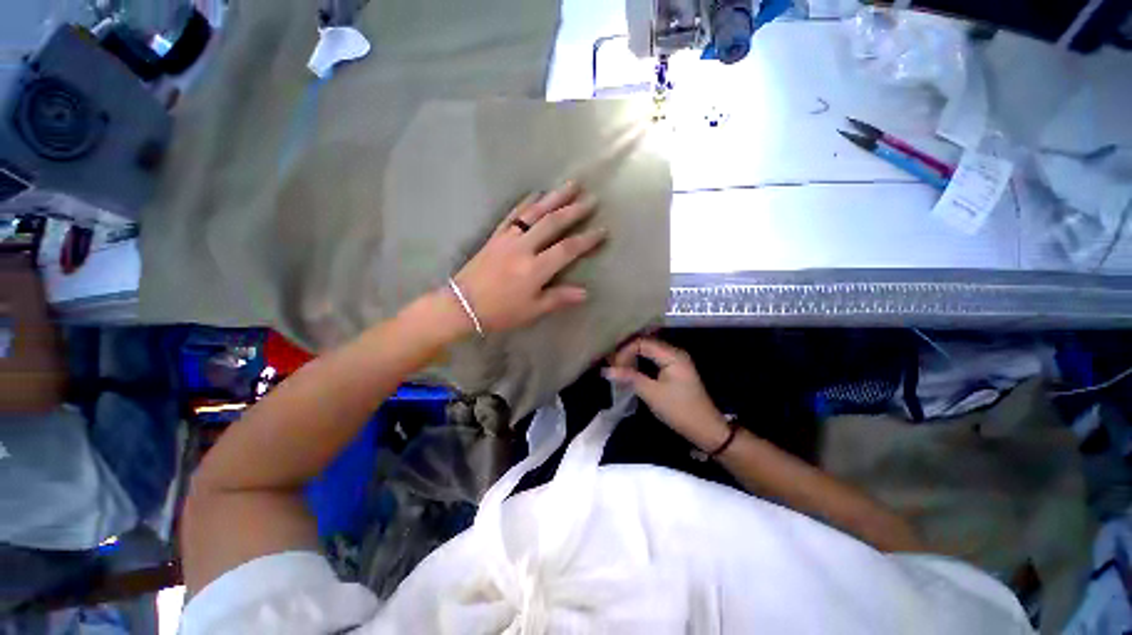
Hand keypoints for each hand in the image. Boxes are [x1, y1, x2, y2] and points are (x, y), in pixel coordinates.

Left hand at [450, 181, 606, 333]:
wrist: (462, 305)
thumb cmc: (500, 311)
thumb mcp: (532, 310)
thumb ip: (558, 298)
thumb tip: (585, 292)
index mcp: (535, 268)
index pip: (568, 249)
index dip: (587, 239)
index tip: (602, 230)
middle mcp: (524, 247)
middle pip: (553, 223)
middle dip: (574, 210)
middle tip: (591, 199)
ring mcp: (508, 238)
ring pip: (534, 213)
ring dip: (554, 197)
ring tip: (570, 185)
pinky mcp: (496, 236)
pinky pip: (513, 214)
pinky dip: (526, 202)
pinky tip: (536, 193)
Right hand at [605, 338, 729, 451]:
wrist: (705, 429)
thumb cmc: (679, 410)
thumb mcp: (652, 394)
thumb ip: (629, 378)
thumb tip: (606, 370)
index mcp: (672, 354)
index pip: (642, 343)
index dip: (625, 351)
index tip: (613, 366)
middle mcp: (674, 352)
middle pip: (645, 344)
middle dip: (627, 352)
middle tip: (612, 365)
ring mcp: (675, 360)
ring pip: (648, 351)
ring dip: (632, 357)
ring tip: (617, 367)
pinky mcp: (673, 369)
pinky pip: (653, 359)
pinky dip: (640, 362)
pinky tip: (630, 369)